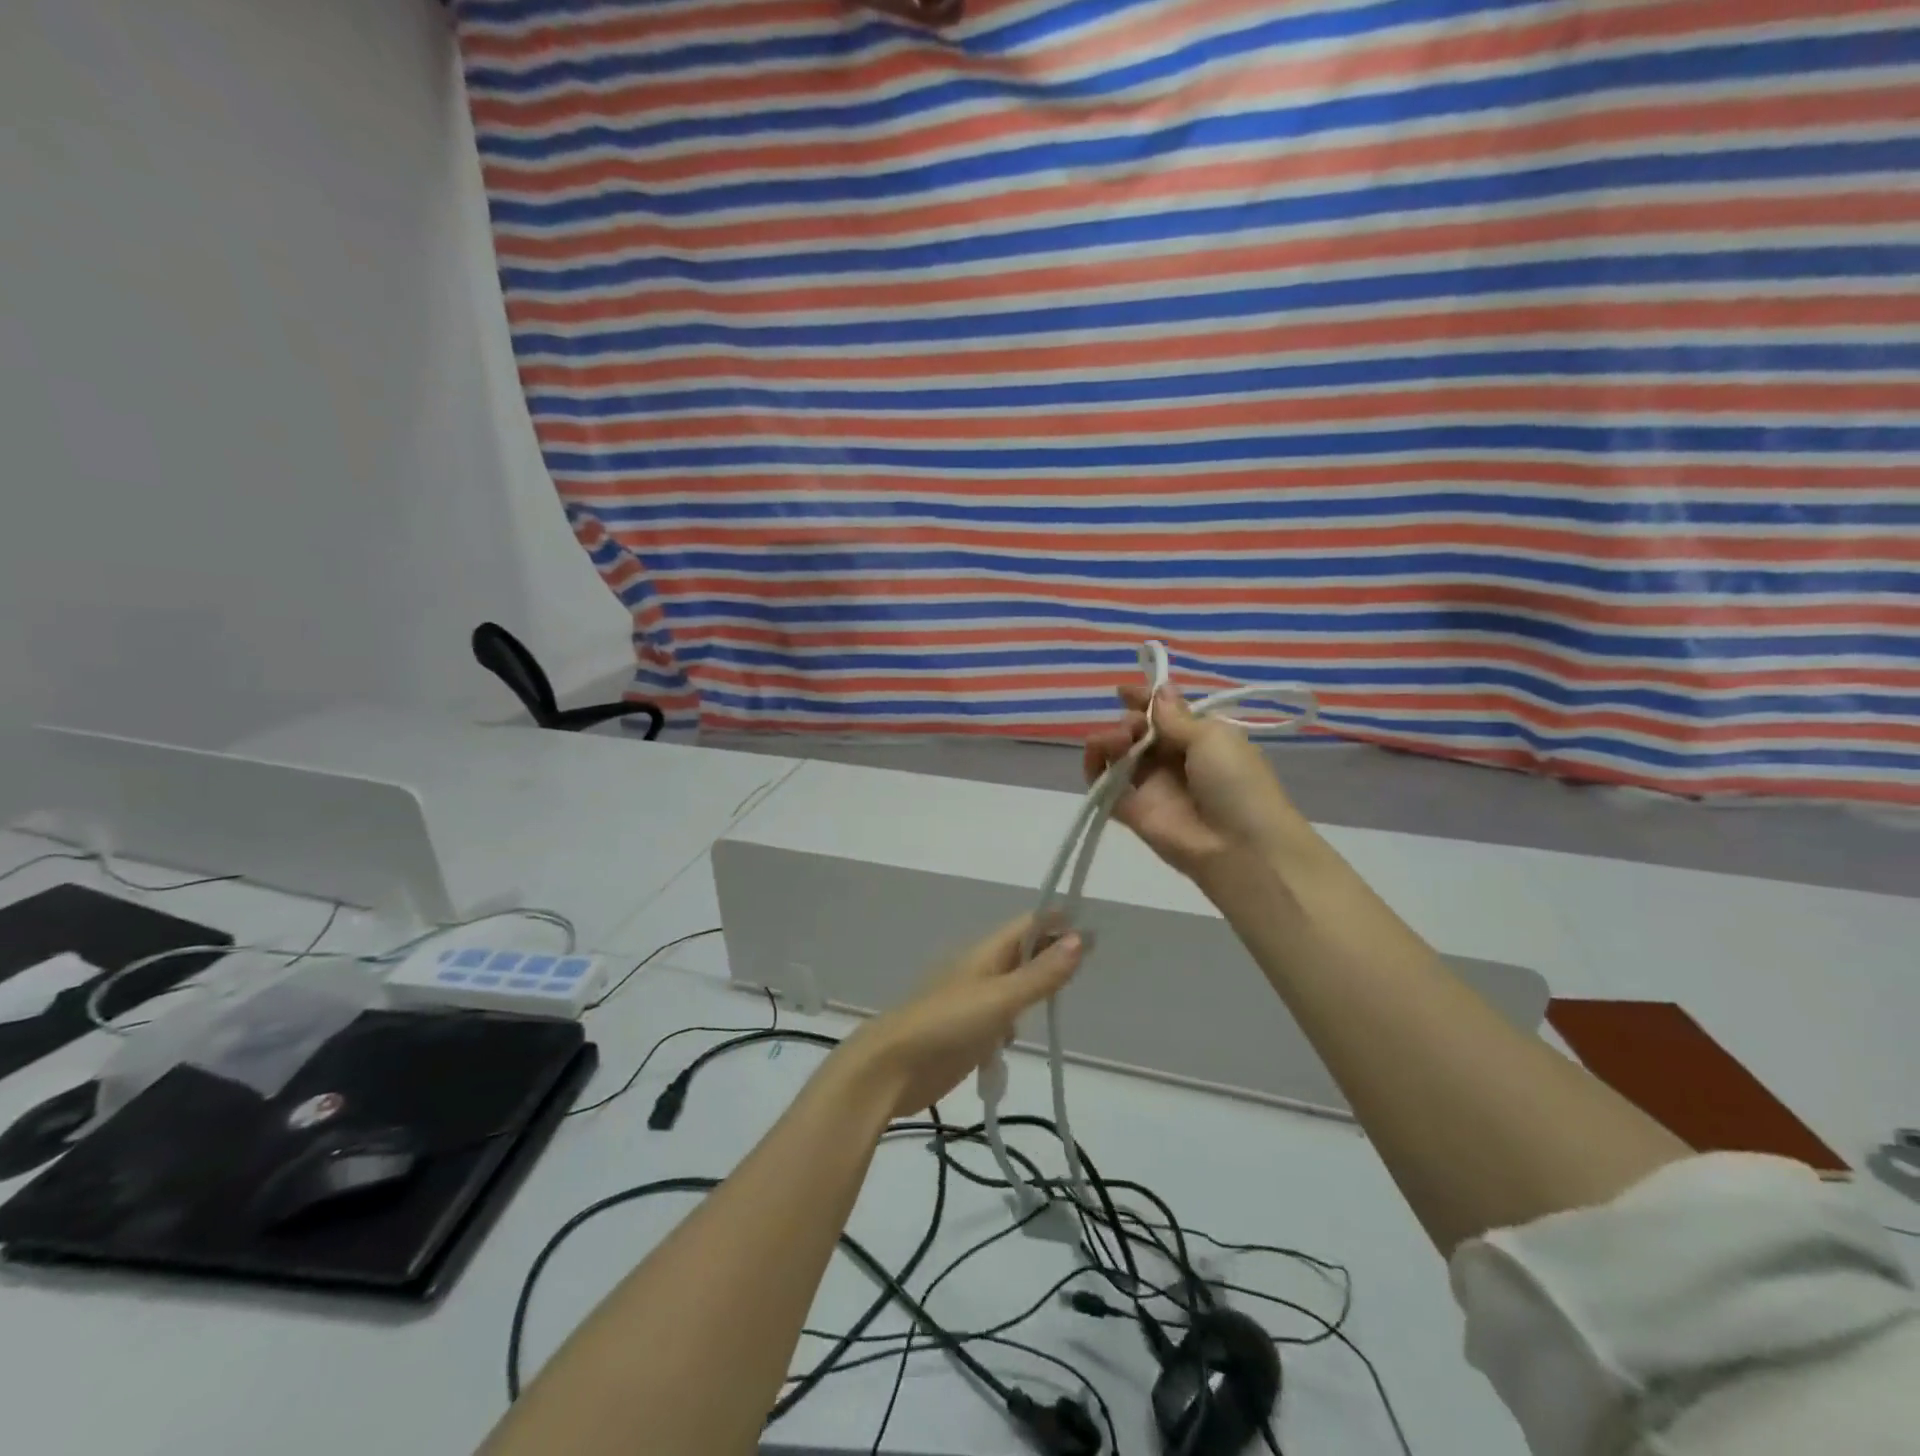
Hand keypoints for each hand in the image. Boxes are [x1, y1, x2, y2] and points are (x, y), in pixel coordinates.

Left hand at [837, 915, 1086, 1119]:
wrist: (892, 1068)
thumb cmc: (946, 1024)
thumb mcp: (1000, 998)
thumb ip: (1040, 974)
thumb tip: (1081, 939)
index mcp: (985, 954)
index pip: (1027, 926)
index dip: (1057, 923)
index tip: (1093, 928)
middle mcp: (979, 972)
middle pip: (1021, 954)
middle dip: (1050, 952)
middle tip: (1089, 960)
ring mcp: (970, 1003)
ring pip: (1010, 986)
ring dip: (1034, 986)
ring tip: (1063, 993)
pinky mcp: (966, 1034)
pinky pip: (998, 1019)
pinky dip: (1013, 1022)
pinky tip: (1019, 1037)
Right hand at [1083, 683, 1305, 876]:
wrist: (1240, 846)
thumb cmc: (1235, 781)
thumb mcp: (1212, 737)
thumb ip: (1176, 717)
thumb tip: (1161, 690)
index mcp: (1200, 740)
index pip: (1165, 715)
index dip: (1145, 701)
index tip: (1125, 691)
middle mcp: (1173, 762)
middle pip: (1139, 732)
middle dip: (1130, 720)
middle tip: (1133, 726)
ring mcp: (1151, 787)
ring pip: (1119, 755)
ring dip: (1111, 739)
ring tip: (1119, 740)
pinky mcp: (1131, 811)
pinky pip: (1104, 786)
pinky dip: (1093, 767)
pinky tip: (1095, 753)